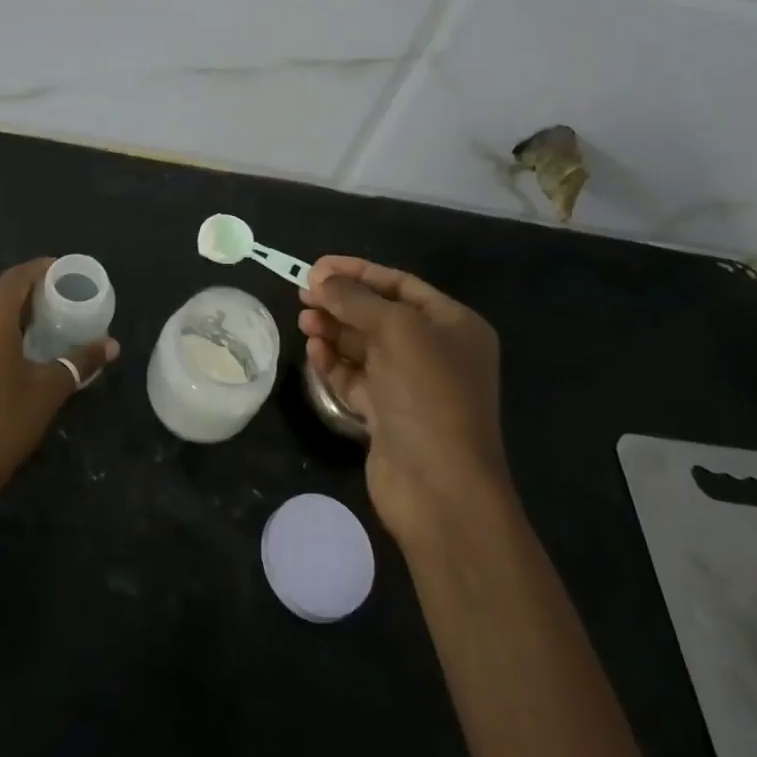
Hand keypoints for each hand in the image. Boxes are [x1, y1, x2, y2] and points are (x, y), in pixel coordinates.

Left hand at [0, 258, 118, 515]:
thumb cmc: (3, 425)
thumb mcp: (48, 390)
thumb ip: (80, 361)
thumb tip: (111, 345)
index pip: (16, 277)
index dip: (41, 268)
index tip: (65, 271)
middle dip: (29, 290)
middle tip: (60, 298)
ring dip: (11, 311)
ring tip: (42, 322)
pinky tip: (14, 348)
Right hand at [299, 255, 510, 553]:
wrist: (440, 489)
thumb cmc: (428, 395)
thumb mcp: (396, 331)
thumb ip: (355, 299)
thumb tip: (322, 281)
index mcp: (453, 325)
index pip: (399, 284)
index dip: (358, 271)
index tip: (317, 267)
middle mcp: (435, 351)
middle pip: (378, 314)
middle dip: (341, 302)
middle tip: (303, 294)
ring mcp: (411, 385)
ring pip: (363, 346)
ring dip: (333, 330)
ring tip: (304, 321)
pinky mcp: (388, 414)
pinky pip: (355, 377)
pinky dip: (334, 363)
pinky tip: (313, 352)